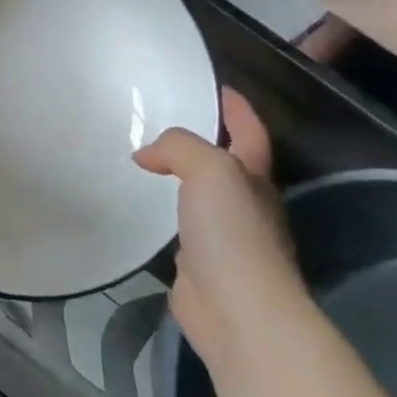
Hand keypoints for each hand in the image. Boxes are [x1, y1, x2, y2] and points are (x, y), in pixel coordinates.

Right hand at [134, 88, 303, 355]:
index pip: (250, 132)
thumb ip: (179, 148)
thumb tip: (146, 154)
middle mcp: (245, 204)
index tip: (217, 85)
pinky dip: (163, 213)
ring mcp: (224, 237)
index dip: (237, 108)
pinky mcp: (199, 264)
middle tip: (164, 120)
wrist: (237, 310)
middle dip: (204, 141)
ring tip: (144, 159)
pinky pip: (178, 227)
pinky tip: (141, 207)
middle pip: (226, 162)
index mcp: (255, 177)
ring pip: (200, 196)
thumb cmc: (232, 233)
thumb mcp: (210, 170)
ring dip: (179, 177)